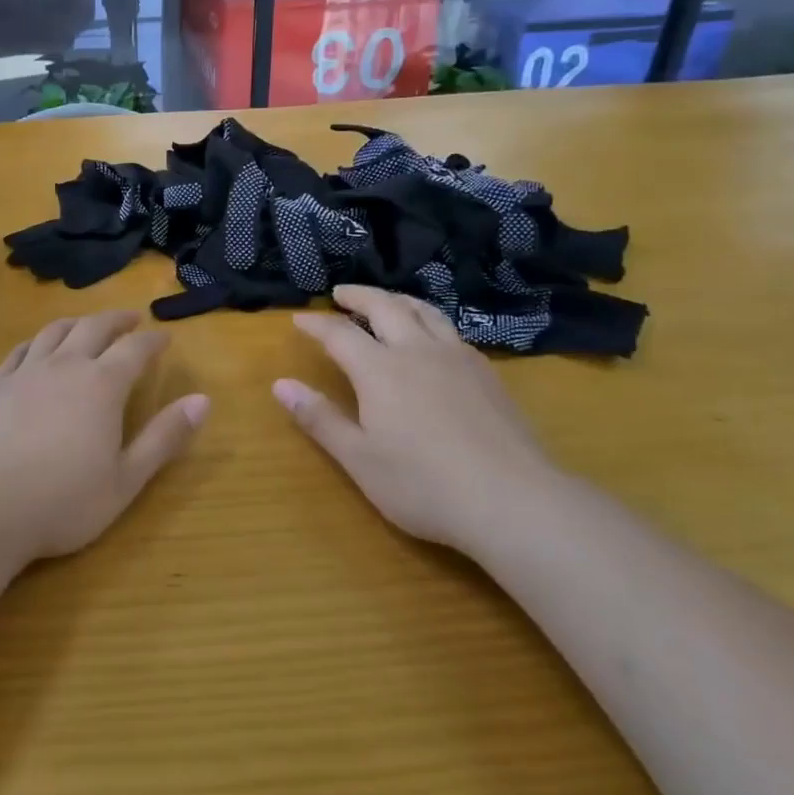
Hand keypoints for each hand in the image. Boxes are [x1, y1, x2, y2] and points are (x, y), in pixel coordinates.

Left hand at [0, 312, 207, 563]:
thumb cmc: (64, 502)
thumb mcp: (127, 479)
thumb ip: (165, 437)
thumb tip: (203, 399)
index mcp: (102, 385)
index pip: (135, 349)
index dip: (153, 340)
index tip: (166, 337)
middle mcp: (65, 366)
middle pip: (94, 328)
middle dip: (117, 320)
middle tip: (132, 319)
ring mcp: (25, 373)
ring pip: (55, 332)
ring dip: (78, 322)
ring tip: (88, 325)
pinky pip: (20, 350)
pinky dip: (37, 341)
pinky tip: (38, 347)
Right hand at [272, 286, 563, 551]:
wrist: (513, 500)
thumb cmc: (423, 484)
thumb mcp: (359, 459)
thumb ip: (320, 418)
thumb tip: (280, 384)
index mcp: (380, 370)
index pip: (340, 333)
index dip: (316, 324)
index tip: (298, 318)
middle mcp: (418, 351)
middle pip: (386, 307)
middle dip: (359, 296)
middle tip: (341, 294)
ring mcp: (458, 359)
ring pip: (425, 312)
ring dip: (398, 300)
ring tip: (386, 301)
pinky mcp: (488, 374)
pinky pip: (452, 331)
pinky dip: (430, 321)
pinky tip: (433, 339)